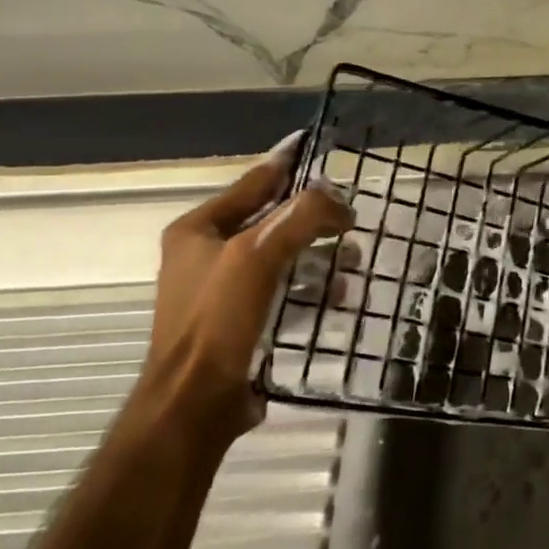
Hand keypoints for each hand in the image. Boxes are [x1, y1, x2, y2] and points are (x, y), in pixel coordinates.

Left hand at [139, 141, 352, 442]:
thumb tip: (338, 199)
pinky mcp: (242, 322)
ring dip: (320, 255)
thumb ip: (303, 214)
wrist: (194, 405)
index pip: (254, 181)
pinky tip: (340, 295)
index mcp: (199, 229)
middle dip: (315, 217)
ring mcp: (224, 291)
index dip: (289, 161)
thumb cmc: (220, 320)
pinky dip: (313, 288)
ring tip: (353, 260)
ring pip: (284, 256)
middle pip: (273, 219)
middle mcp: (208, 255)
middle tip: (351, 217)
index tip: (319, 143)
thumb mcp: (260, 253)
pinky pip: (286, 290)